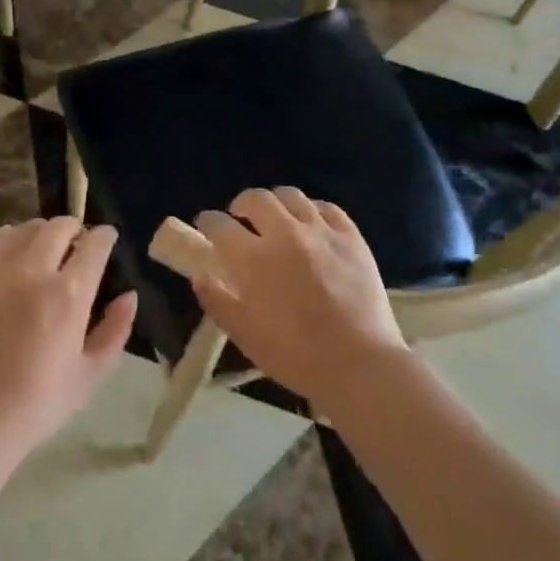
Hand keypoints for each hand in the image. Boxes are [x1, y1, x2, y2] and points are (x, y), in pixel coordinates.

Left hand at [0, 219, 137, 461]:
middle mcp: (33, 271)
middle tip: (77, 245)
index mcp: (69, 295)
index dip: (105, 237)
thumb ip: (115, 331)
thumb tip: (129, 296)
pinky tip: (11, 254)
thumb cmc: (36, 403)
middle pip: (60, 226)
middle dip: (75, 229)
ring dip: (42, 233)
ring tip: (43, 249)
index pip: (94, 244)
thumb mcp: (89, 375)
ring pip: (26, 228)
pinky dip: (8, 238)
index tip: (107, 240)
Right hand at [191, 188, 410, 409]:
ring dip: (276, 203)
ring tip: (276, 219)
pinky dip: (311, 210)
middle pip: (256, 198)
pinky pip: (326, 207)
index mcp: (254, 259)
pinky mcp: (351, 236)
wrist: (360, 365)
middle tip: (241, 220)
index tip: (206, 227)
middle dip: (241, 204)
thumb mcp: (245, 335)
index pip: (220, 225)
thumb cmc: (296, 355)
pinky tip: (311, 225)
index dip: (208, 222)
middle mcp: (285, 234)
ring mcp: (321, 231)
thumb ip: (217, 300)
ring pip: (291, 196)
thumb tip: (199, 273)